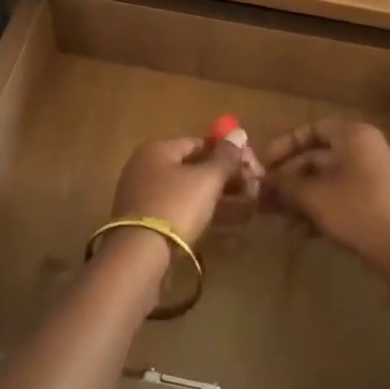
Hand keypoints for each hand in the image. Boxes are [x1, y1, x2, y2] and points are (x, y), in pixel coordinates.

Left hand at [109, 136, 245, 247]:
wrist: (139, 255)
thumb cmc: (175, 206)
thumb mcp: (207, 179)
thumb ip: (226, 157)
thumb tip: (239, 133)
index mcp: (156, 150)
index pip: (198, 144)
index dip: (226, 154)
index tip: (248, 168)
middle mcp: (144, 167)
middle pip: (191, 168)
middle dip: (222, 179)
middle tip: (249, 190)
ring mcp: (141, 196)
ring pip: (185, 192)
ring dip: (214, 198)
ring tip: (244, 208)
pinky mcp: (142, 223)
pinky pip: (177, 210)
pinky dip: (199, 214)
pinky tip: (221, 224)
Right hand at [261, 118, 389, 289]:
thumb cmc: (356, 210)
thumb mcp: (312, 196)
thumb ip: (283, 185)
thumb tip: (260, 182)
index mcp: (353, 135)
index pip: (312, 129)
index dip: (284, 145)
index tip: (264, 165)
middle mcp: (366, 147)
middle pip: (319, 155)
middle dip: (291, 176)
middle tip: (267, 195)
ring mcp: (375, 174)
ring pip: (329, 178)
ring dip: (303, 195)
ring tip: (281, 216)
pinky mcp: (379, 198)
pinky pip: (343, 193)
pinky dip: (322, 206)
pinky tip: (304, 230)